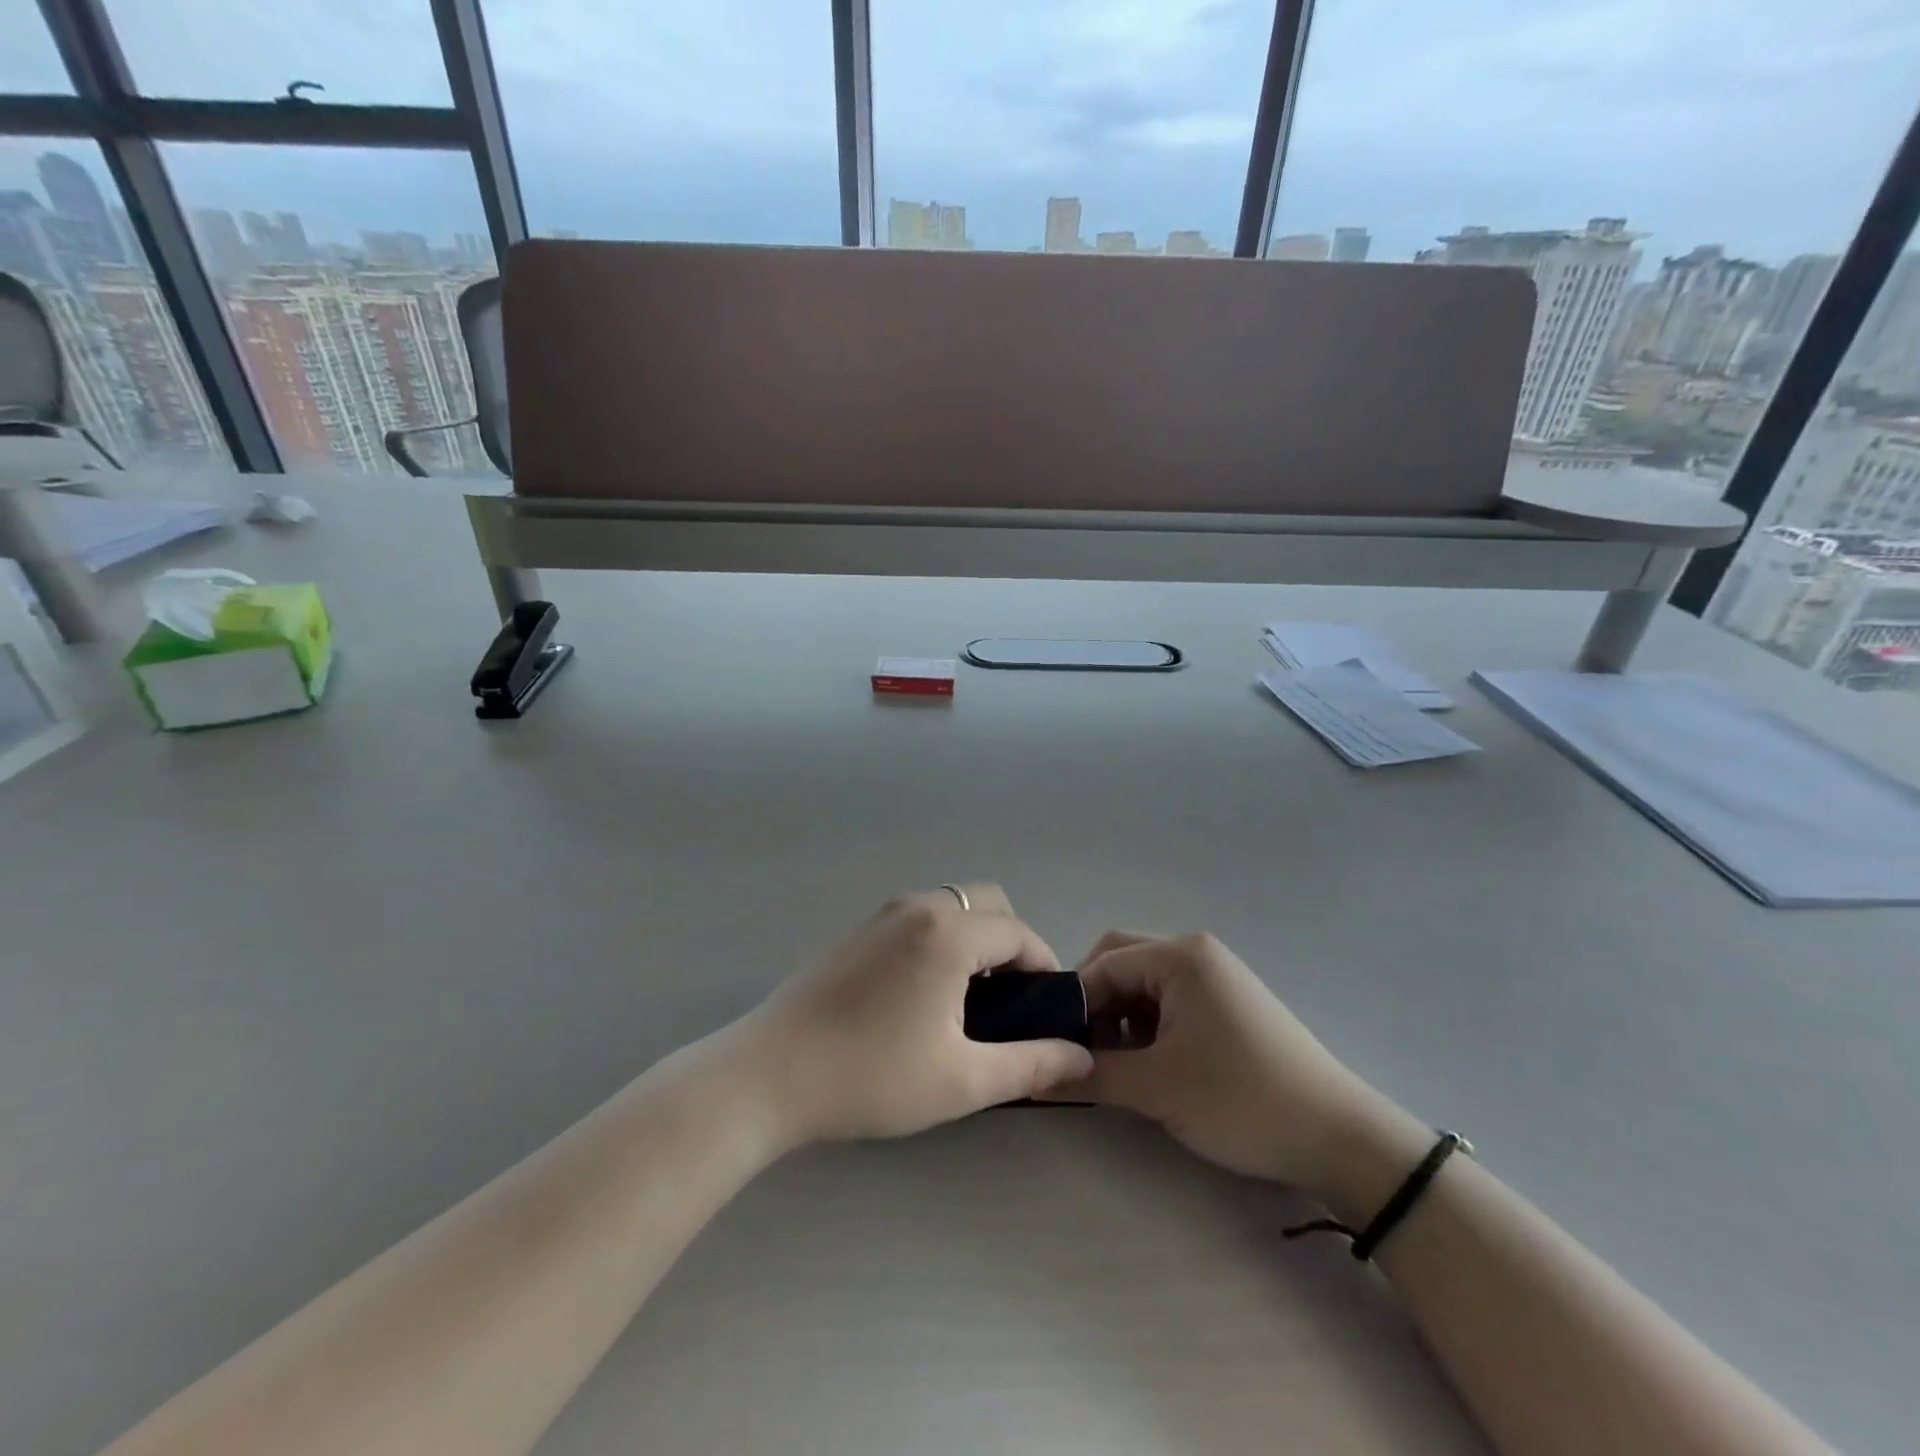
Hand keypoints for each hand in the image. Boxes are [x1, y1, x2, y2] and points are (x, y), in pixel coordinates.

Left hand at [744, 886, 1094, 1144]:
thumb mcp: (962, 1080)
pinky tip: (924, 994)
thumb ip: (1030, 1064)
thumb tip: (1080, 1057)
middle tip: (1009, 1001)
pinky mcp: (857, 931)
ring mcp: (881, 915)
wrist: (770, 1074)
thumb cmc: (873, 1076)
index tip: (1047, 1009)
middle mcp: (918, 907)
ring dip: (975, 939)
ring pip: (951, 906)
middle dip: (1011, 943)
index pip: (1018, 932)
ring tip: (969, 1000)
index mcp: (948, 933)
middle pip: (987, 903)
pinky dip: (941, 939)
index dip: (1044, 966)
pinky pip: (919, 918)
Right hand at [1059, 931, 1398, 1196]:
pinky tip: (1151, 1067)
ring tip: (1117, 1068)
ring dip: (1122, 1020)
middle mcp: (1197, 954)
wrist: (1339, 1139)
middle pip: (1123, 965)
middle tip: (1083, 1054)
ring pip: (1146, 987)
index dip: (1074, 1003)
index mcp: (1180, 957)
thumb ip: (1090, 1076)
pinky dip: (1150, 1029)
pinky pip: (1172, 1003)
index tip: (1055, 1046)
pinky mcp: (1230, 1006)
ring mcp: (1217, 979)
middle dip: (1096, 1007)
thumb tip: (1035, 1076)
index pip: (1103, 964)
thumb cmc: (1240, 1099)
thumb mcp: (1157, 1088)